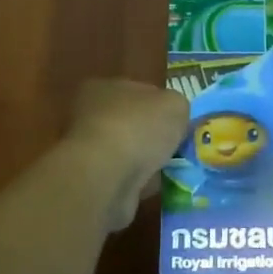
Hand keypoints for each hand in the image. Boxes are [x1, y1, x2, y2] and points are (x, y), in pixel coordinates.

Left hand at [67, 80, 189, 229]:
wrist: (108, 176)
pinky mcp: (95, 181)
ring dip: (149, 160)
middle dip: (155, 135)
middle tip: (181, 145)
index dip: (160, 104)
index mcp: (104, 88)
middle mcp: (91, 116)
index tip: (179, 120)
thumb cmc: (139, 128)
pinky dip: (144, 182)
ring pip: (130, 152)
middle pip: (132, 123)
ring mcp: (90, 151)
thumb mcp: (174, 103)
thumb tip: (174, 117)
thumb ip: (176, 106)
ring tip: (176, 167)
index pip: (137, 91)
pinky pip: (127, 178)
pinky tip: (162, 185)